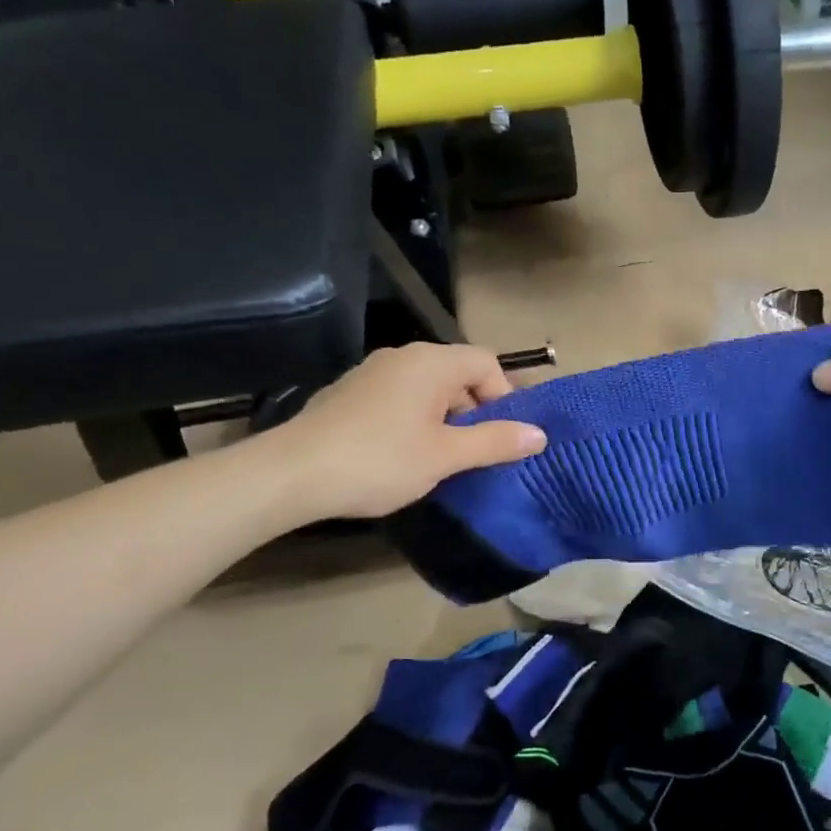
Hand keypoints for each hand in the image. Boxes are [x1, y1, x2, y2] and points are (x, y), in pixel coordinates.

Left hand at [261, 344, 545, 521]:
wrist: (290, 474)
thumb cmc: (379, 460)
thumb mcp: (446, 455)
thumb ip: (496, 442)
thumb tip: (540, 434)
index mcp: (431, 362)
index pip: (487, 363)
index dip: (505, 397)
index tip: (503, 437)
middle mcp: (403, 357)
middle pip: (458, 374)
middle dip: (476, 411)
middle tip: (475, 453)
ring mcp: (371, 373)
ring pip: (427, 389)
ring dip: (445, 419)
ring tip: (442, 459)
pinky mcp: (348, 394)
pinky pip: (398, 399)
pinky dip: (414, 420)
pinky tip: (402, 456)